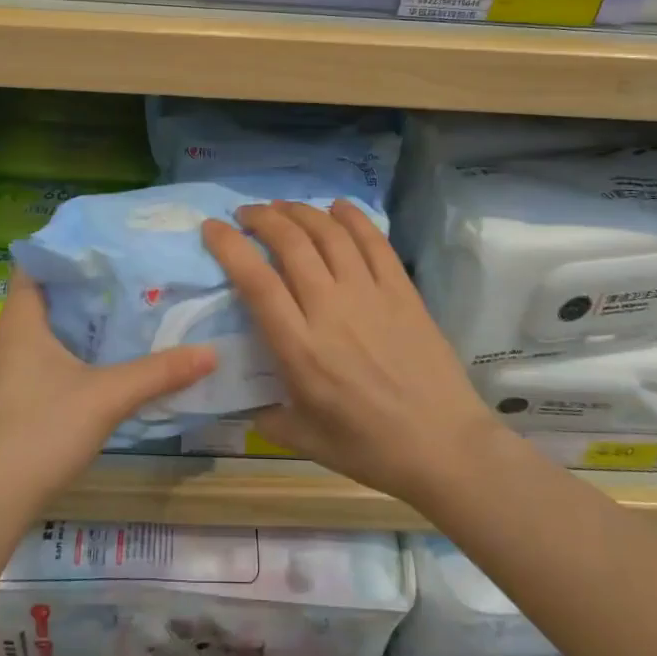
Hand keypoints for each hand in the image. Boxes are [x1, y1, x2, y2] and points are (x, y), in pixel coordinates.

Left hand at [0, 270, 215, 517]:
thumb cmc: (42, 431)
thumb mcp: (107, 397)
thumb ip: (158, 373)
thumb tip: (210, 352)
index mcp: (21, 321)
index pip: (34, 263)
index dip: (65, 247)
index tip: (106, 240)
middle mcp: (7, 337)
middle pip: (43, 293)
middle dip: (82, 281)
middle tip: (127, 271)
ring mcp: (6, 369)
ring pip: (43, 327)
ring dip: (77, 317)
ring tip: (121, 306)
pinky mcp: (11, 397)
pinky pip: (41, 354)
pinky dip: (69, 346)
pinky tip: (100, 357)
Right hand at [202, 201, 506, 511]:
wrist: (444, 447)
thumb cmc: (370, 448)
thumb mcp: (304, 439)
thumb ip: (264, 414)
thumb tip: (238, 398)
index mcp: (300, 348)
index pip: (256, 280)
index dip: (229, 246)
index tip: (212, 228)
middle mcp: (331, 309)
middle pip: (291, 243)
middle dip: (262, 218)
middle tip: (246, 214)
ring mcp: (370, 294)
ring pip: (329, 233)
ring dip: (301, 211)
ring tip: (283, 207)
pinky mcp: (402, 290)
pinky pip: (374, 241)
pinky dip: (352, 217)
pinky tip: (337, 207)